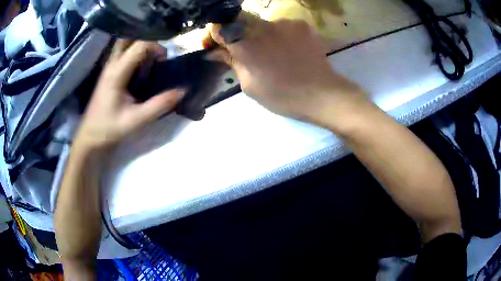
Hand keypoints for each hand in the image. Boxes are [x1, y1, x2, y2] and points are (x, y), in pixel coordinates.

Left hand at [74, 40, 184, 150]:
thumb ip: (159, 105)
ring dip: (139, 45)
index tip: (165, 60)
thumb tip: (182, 90)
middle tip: (158, 54)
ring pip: (124, 43)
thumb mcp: (136, 120)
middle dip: (147, 40)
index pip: (139, 45)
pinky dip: (133, 52)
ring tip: (152, 58)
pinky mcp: (108, 73)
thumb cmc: (110, 128)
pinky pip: (122, 53)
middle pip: (128, 37)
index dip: (156, 47)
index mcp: (117, 73)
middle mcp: (111, 64)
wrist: (90, 137)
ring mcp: (108, 67)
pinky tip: (141, 65)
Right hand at [209, 17, 367, 127]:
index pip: (220, 27)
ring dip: (262, 36)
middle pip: (241, 22)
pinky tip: (289, 50)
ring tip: (274, 55)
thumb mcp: (249, 84)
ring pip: (263, 24)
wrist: (321, 93)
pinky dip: (281, 36)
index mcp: (244, 44)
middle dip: (238, 35)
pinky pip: (283, 26)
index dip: (215, 35)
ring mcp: (284, 23)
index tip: (216, 45)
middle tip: (246, 52)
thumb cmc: (282, 95)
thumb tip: (214, 52)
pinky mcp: (301, 24)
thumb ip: (231, 62)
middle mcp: (262, 26)